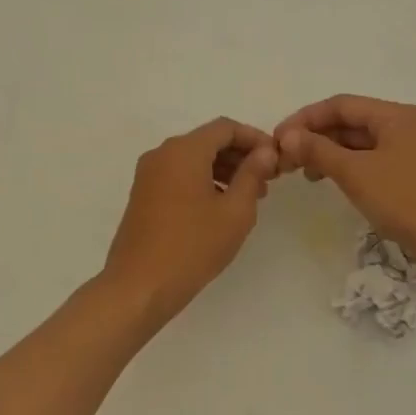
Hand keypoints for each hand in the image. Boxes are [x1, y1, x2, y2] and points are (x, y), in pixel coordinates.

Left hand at [102, 117, 278, 324]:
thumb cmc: (192, 246)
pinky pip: (178, 175)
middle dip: (239, 155)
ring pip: (193, 159)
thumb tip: (265, 151)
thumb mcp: (235, 212)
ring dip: (223, 169)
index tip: (276, 159)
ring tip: (249, 197)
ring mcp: (148, 174)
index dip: (255, 138)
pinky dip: (203, 180)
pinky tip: (220, 207)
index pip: (225, 128)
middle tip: (267, 180)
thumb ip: (252, 174)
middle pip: (208, 140)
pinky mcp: (143, 194)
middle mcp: (162, 154)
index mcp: (184, 150)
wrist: (139, 286)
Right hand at [274, 95, 415, 274]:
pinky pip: (374, 160)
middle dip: (316, 137)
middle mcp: (406, 125)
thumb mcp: (357, 174)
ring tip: (306, 174)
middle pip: (352, 122)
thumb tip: (288, 136)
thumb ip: (320, 151)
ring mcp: (413, 150)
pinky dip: (350, 167)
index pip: (341, 105)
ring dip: (331, 153)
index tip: (277, 139)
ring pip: (362, 143)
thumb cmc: (407, 201)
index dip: (305, 118)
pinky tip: (334, 183)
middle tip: (286, 159)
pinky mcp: (415, 174)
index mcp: (396, 115)